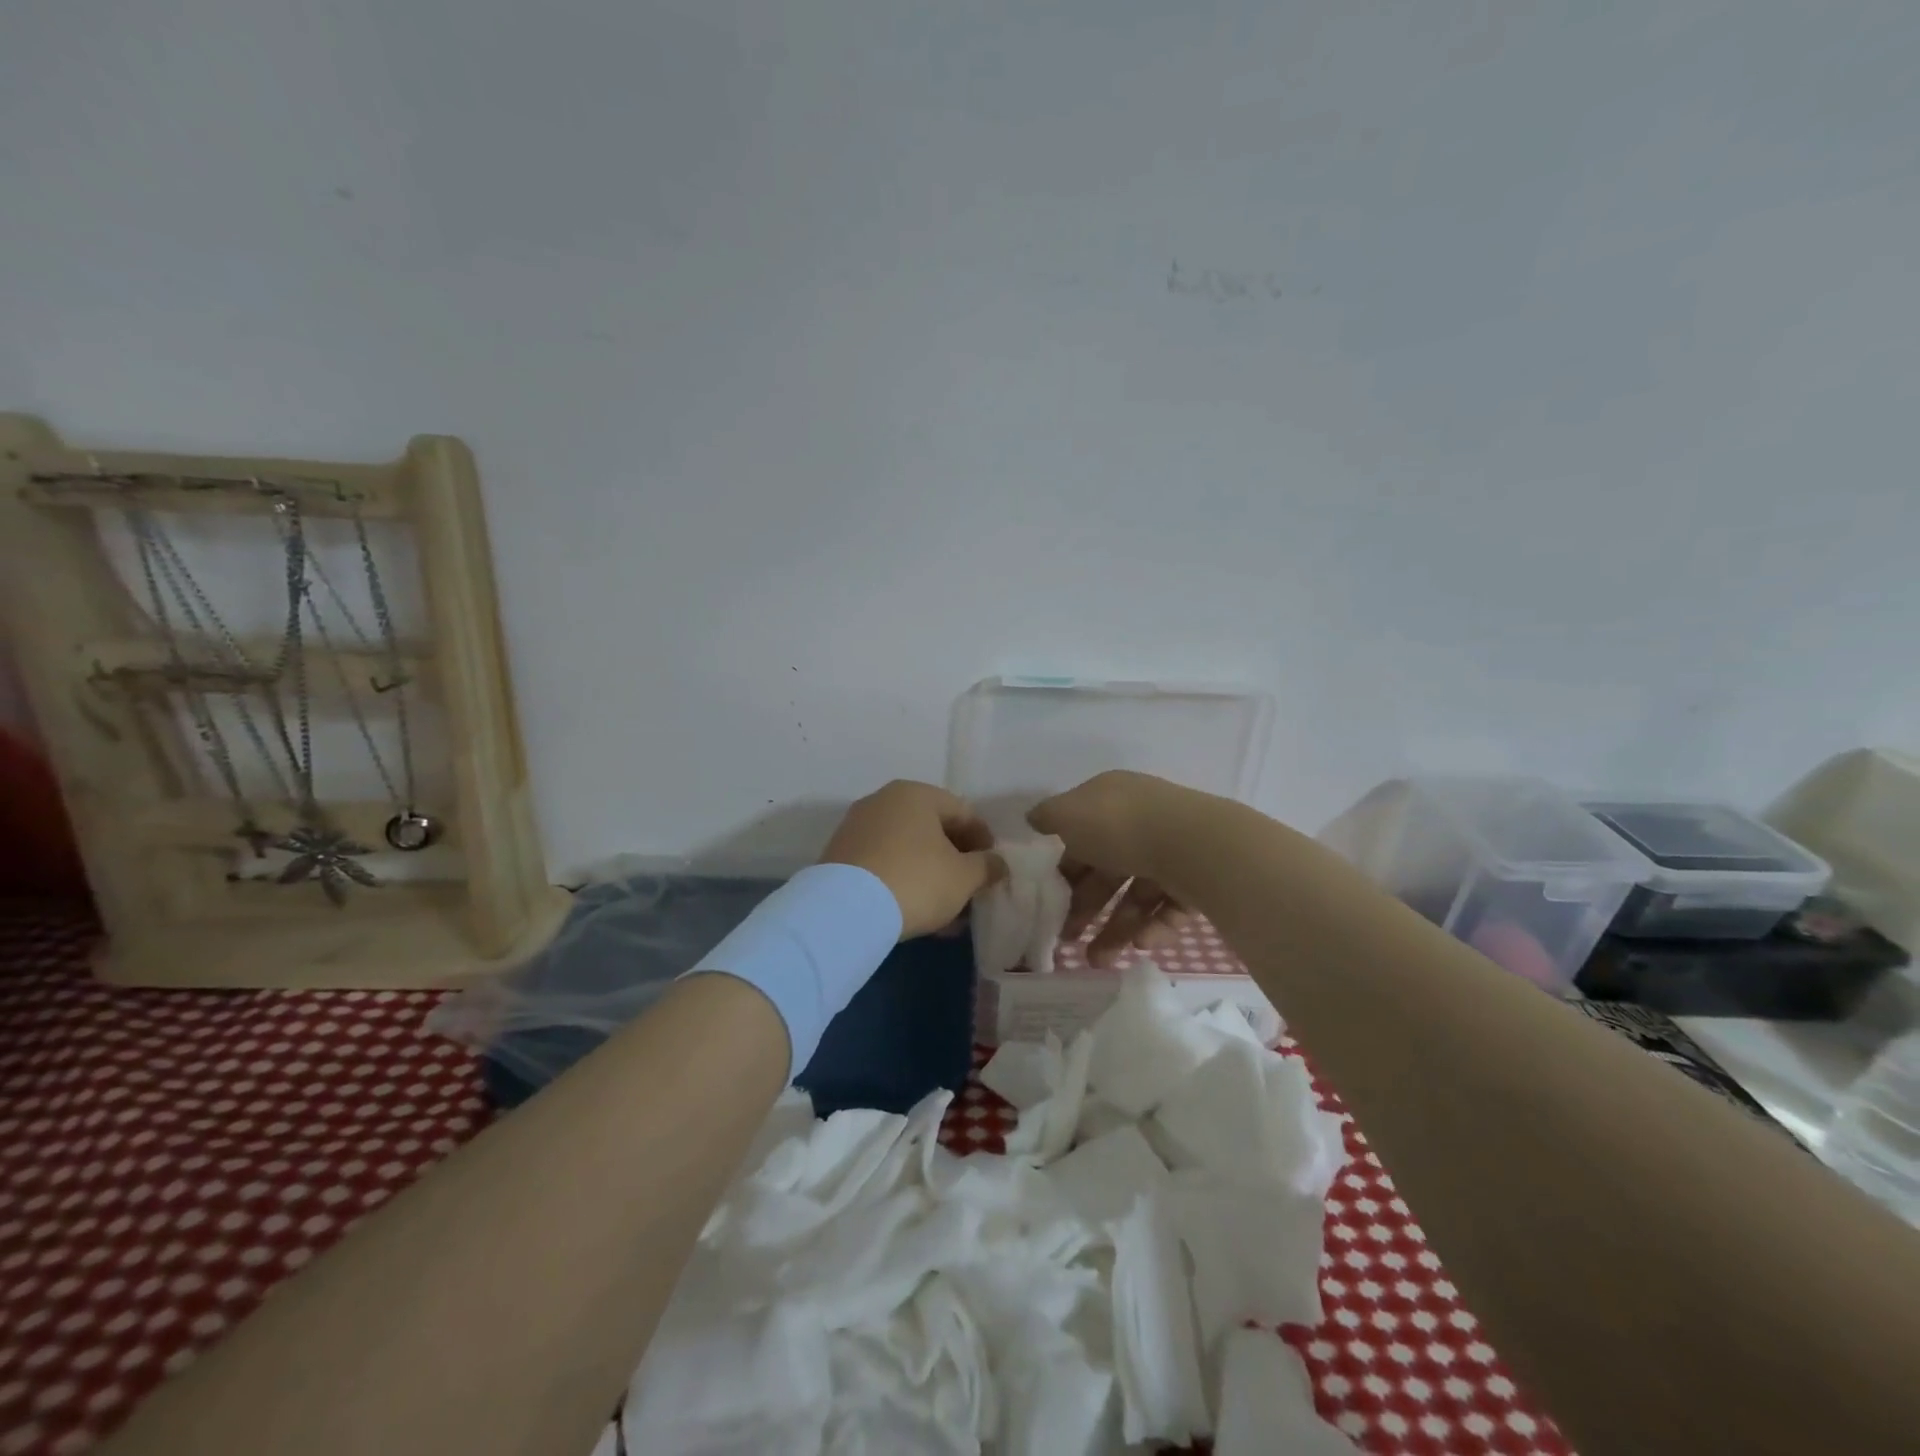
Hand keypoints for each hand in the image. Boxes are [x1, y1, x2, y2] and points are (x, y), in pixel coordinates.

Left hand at [820, 781, 1002, 938]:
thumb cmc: (916, 880)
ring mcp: (857, 827)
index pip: (962, 812)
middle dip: (955, 860)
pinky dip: (904, 881)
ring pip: (907, 849)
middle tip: (970, 889)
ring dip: (930, 875)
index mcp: (915, 794)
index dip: (983, 840)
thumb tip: (998, 863)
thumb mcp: (963, 877)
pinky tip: (916, 911)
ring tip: (946, 910)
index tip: (993, 868)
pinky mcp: (840, 856)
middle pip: (932, 829)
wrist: (845, 910)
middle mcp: (883, 801)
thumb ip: (986, 866)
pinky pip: (883, 864)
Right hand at [1028, 771, 1193, 965]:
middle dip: (1086, 908)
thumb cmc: (1120, 826)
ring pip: (1138, 895)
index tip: (1050, 901)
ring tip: (1098, 961)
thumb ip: (1048, 817)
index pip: (1082, 836)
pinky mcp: (1199, 881)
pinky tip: (1141, 944)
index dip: (1064, 869)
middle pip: (1109, 870)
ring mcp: (1174, 852)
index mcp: (1112, 800)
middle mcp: (1143, 822)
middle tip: (1069, 941)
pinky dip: (1153, 927)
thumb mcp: (1069, 814)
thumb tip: (1034, 818)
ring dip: (1116, 929)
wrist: (1195, 845)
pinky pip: (1169, 908)